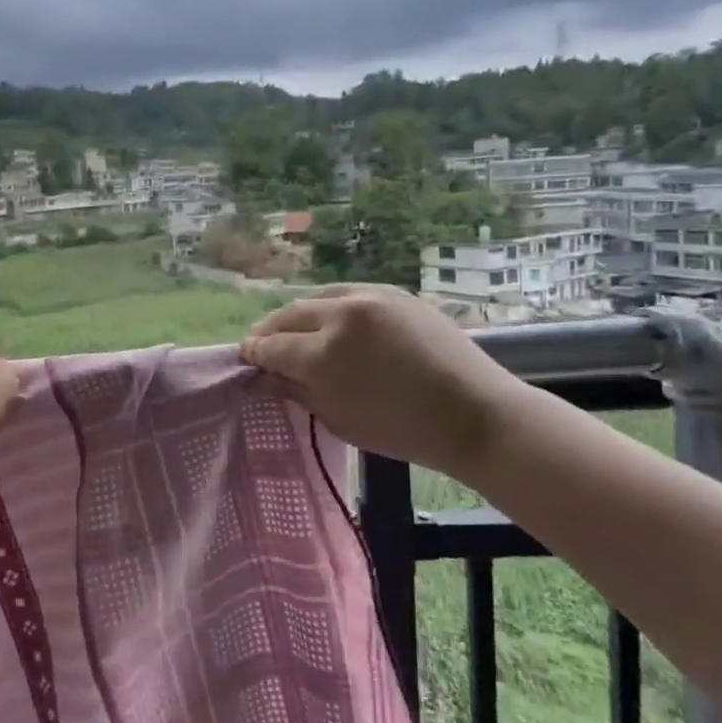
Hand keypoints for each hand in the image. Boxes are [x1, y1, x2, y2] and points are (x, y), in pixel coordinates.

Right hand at [241, 285, 528, 478]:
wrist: (474, 414)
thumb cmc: (403, 430)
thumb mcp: (340, 420)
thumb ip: (296, 392)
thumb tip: (265, 376)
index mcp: (324, 354)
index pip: (271, 347)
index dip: (254, 354)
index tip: (247, 360)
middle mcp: (341, 315)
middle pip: (288, 314)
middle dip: (270, 331)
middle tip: (264, 347)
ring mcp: (370, 296)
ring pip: (316, 297)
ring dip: (298, 316)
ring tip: (296, 334)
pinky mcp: (393, 292)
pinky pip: (347, 293)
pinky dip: (330, 307)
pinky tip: (332, 324)